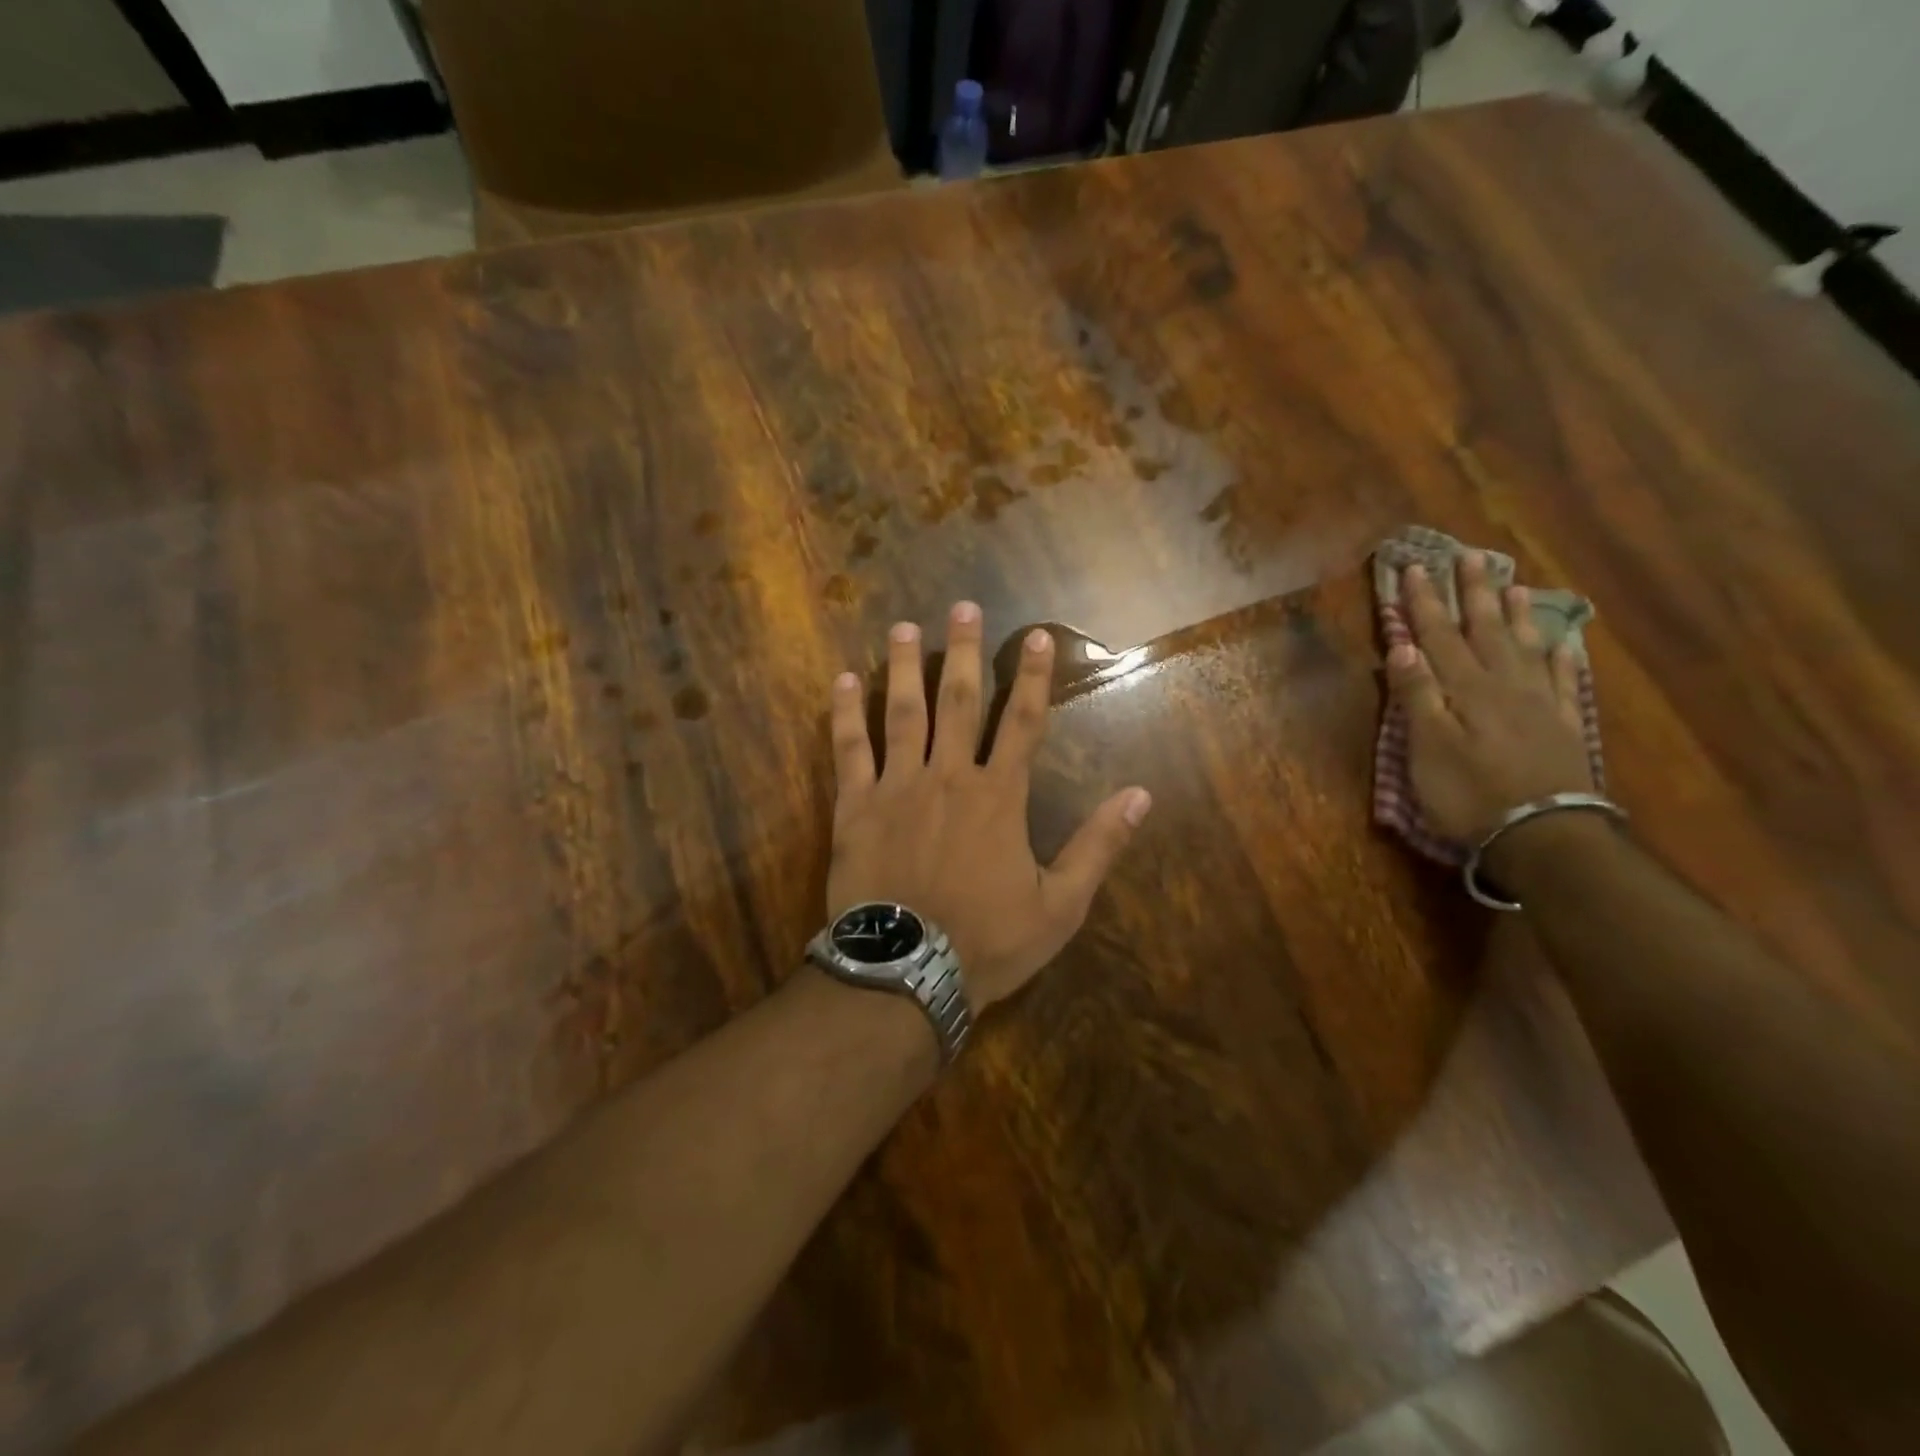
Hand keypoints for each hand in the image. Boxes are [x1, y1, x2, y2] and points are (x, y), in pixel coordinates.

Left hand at [827, 602, 1152, 1009]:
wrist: (908, 972)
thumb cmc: (988, 940)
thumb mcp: (1061, 905)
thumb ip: (1099, 846)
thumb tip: (1141, 795)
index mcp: (1000, 796)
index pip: (1025, 723)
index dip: (1033, 677)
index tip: (1036, 636)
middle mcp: (950, 776)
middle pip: (961, 702)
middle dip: (965, 652)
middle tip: (961, 607)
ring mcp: (898, 787)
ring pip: (903, 713)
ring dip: (906, 667)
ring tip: (905, 627)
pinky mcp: (856, 806)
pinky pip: (850, 749)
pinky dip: (846, 713)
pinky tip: (843, 680)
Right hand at [1386, 553, 1593, 842]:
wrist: (1543, 834)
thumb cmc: (1470, 793)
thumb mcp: (1427, 747)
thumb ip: (1418, 695)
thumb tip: (1403, 646)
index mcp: (1466, 689)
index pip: (1439, 636)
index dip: (1425, 602)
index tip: (1415, 568)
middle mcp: (1505, 685)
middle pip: (1486, 630)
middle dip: (1474, 593)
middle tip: (1472, 556)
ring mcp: (1539, 704)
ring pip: (1526, 648)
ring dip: (1518, 616)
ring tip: (1515, 586)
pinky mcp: (1562, 726)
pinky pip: (1564, 681)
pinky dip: (1562, 658)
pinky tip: (1564, 642)